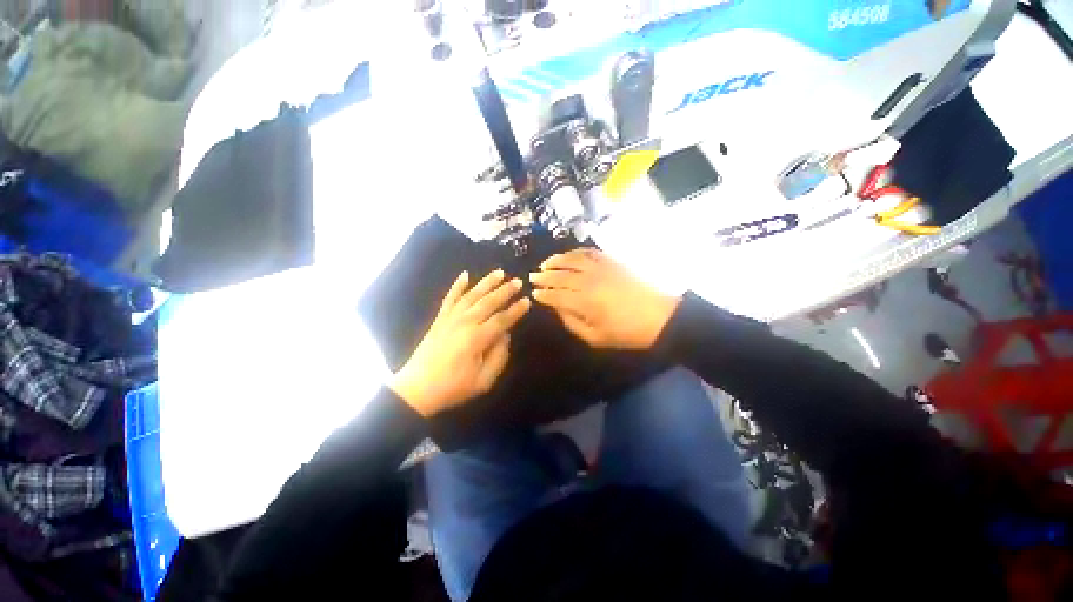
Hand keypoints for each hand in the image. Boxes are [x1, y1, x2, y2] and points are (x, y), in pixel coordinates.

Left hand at [391, 270, 530, 416]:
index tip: (527, 301)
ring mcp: (450, 318)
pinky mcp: (440, 318)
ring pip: (472, 295)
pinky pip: (450, 298)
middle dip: (505, 291)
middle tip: (518, 281)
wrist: (417, 389)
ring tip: (499, 272)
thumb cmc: (453, 387)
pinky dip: (457, 285)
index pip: (502, 319)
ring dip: (486, 282)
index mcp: (477, 338)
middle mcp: (465, 322)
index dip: (516, 310)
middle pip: (489, 302)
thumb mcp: (483, 380)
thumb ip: (499, 357)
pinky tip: (465, 274)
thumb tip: (505, 335)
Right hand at [529, 249, 679, 349]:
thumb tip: (557, 309)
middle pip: (560, 276)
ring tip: (545, 264)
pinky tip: (569, 255)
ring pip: (571, 260)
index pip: (555, 295)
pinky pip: (589, 252)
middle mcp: (588, 281)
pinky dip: (575, 252)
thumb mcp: (596, 338)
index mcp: (583, 302)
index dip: (543, 294)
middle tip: (533, 277)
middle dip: (544, 277)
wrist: (659, 316)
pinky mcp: (611, 261)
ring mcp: (600, 268)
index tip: (533, 294)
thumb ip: (572, 323)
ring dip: (556, 261)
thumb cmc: (626, 332)